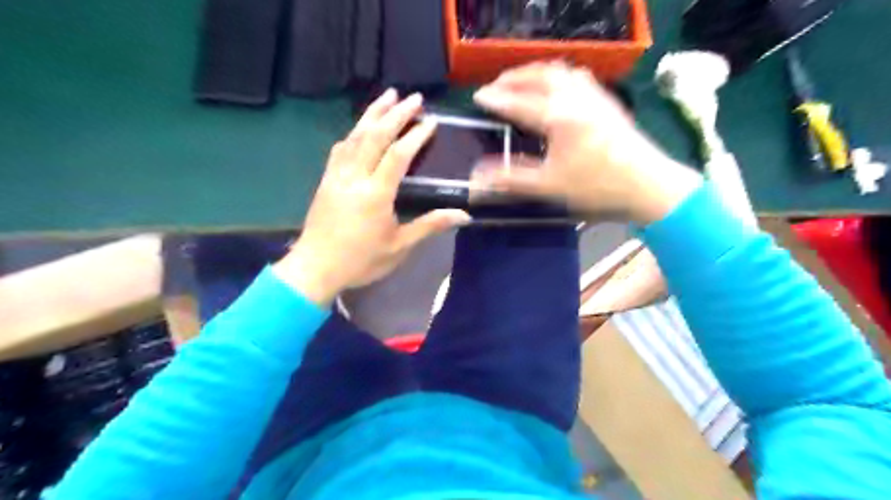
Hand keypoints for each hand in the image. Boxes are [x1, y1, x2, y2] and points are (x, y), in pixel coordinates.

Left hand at [274, 90, 469, 306]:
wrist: (315, 268)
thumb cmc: (361, 260)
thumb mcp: (399, 246)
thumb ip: (430, 225)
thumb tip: (463, 215)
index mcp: (375, 194)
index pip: (398, 155)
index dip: (415, 135)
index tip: (431, 121)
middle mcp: (355, 177)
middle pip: (375, 136)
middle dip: (396, 114)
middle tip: (413, 97)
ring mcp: (337, 176)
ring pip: (355, 136)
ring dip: (373, 113)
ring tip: (388, 96)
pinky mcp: (326, 179)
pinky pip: (341, 148)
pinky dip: (354, 132)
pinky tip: (360, 127)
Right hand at [473, 60, 702, 224]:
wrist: (647, 183)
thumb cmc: (597, 185)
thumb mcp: (550, 185)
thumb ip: (513, 179)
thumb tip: (479, 177)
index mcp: (558, 117)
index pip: (518, 102)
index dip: (496, 99)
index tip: (478, 97)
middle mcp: (574, 97)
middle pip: (538, 76)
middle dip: (513, 78)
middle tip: (496, 87)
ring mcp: (593, 95)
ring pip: (559, 70)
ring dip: (535, 72)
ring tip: (521, 81)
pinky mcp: (606, 99)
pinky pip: (577, 75)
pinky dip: (557, 74)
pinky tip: (556, 86)